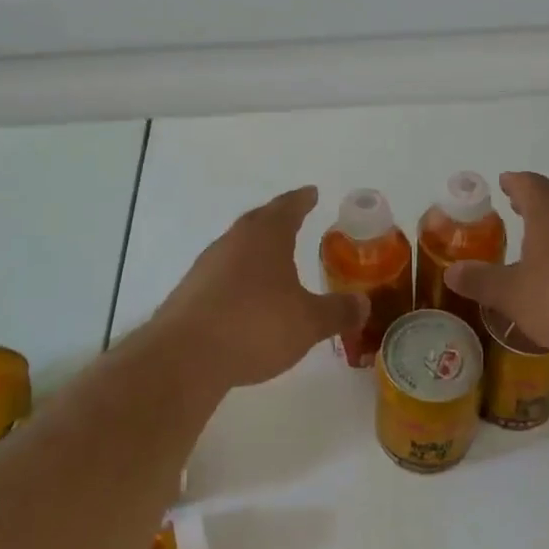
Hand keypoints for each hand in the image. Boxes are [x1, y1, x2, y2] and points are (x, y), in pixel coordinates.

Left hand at [151, 186, 366, 389]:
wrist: (185, 356)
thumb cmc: (255, 326)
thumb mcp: (308, 322)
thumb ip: (337, 311)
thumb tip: (363, 303)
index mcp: (266, 236)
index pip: (288, 207)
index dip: (302, 200)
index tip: (311, 193)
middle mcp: (234, 241)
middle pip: (258, 221)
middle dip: (278, 218)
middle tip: (294, 217)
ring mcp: (207, 265)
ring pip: (237, 246)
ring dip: (256, 248)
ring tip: (272, 259)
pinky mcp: (190, 291)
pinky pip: (222, 273)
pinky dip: (238, 275)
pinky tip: (245, 296)